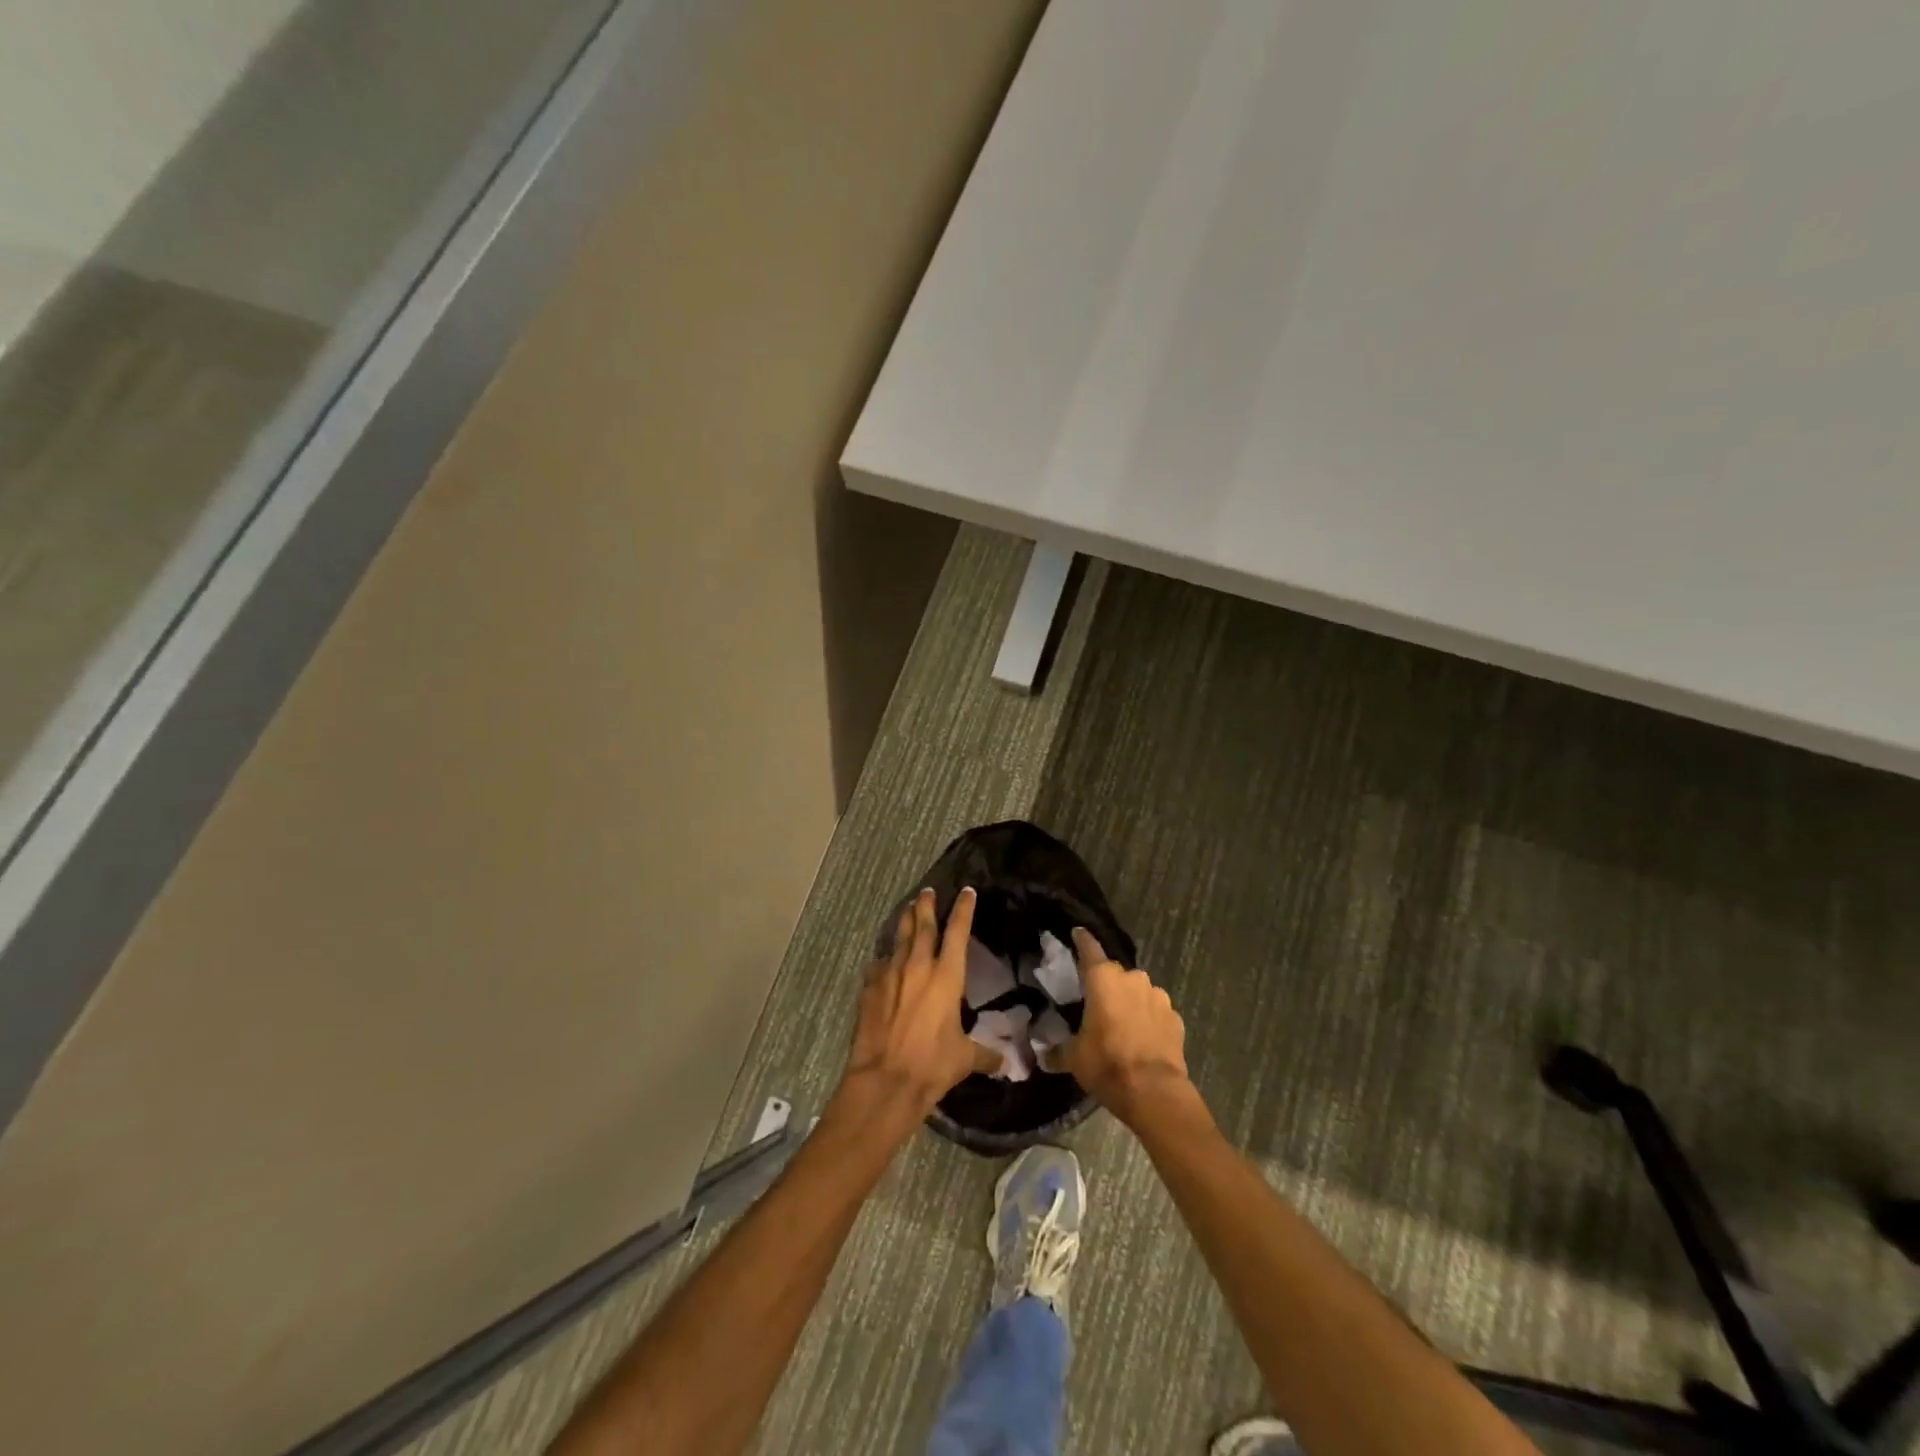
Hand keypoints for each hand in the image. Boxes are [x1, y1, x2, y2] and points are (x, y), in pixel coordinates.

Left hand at [842, 887, 996, 1121]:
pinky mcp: (869, 989)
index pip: (958, 932)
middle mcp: (918, 967)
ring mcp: (890, 975)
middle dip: (927, 905)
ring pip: (899, 939)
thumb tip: (1005, 1063)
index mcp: (947, 976)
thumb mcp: (965, 1059)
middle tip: (928, 891)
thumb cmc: (933, 1065)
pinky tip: (883, 960)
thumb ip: (985, 1054)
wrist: (886, 1080)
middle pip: (923, 925)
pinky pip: (878, 965)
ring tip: (908, 910)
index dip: (964, 909)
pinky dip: (885, 959)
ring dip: (905, 922)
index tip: (967, 891)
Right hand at [1061, 927, 1191, 1125]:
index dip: (1082, 940)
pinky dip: (1149, 1020)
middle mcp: (1132, 978)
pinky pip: (1156, 1012)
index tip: (1077, 932)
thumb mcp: (1074, 1058)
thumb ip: (1057, 1050)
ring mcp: (1158, 996)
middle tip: (1097, 1005)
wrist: (1154, 1092)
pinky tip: (1143, 1039)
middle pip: (1115, 974)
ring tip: (1122, 1025)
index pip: (1089, 949)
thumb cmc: (1107, 1064)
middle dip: (1107, 985)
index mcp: (1103, 979)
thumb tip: (1044, 1055)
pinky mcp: (1176, 1017)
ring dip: (1130, 1002)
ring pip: (1139, 992)